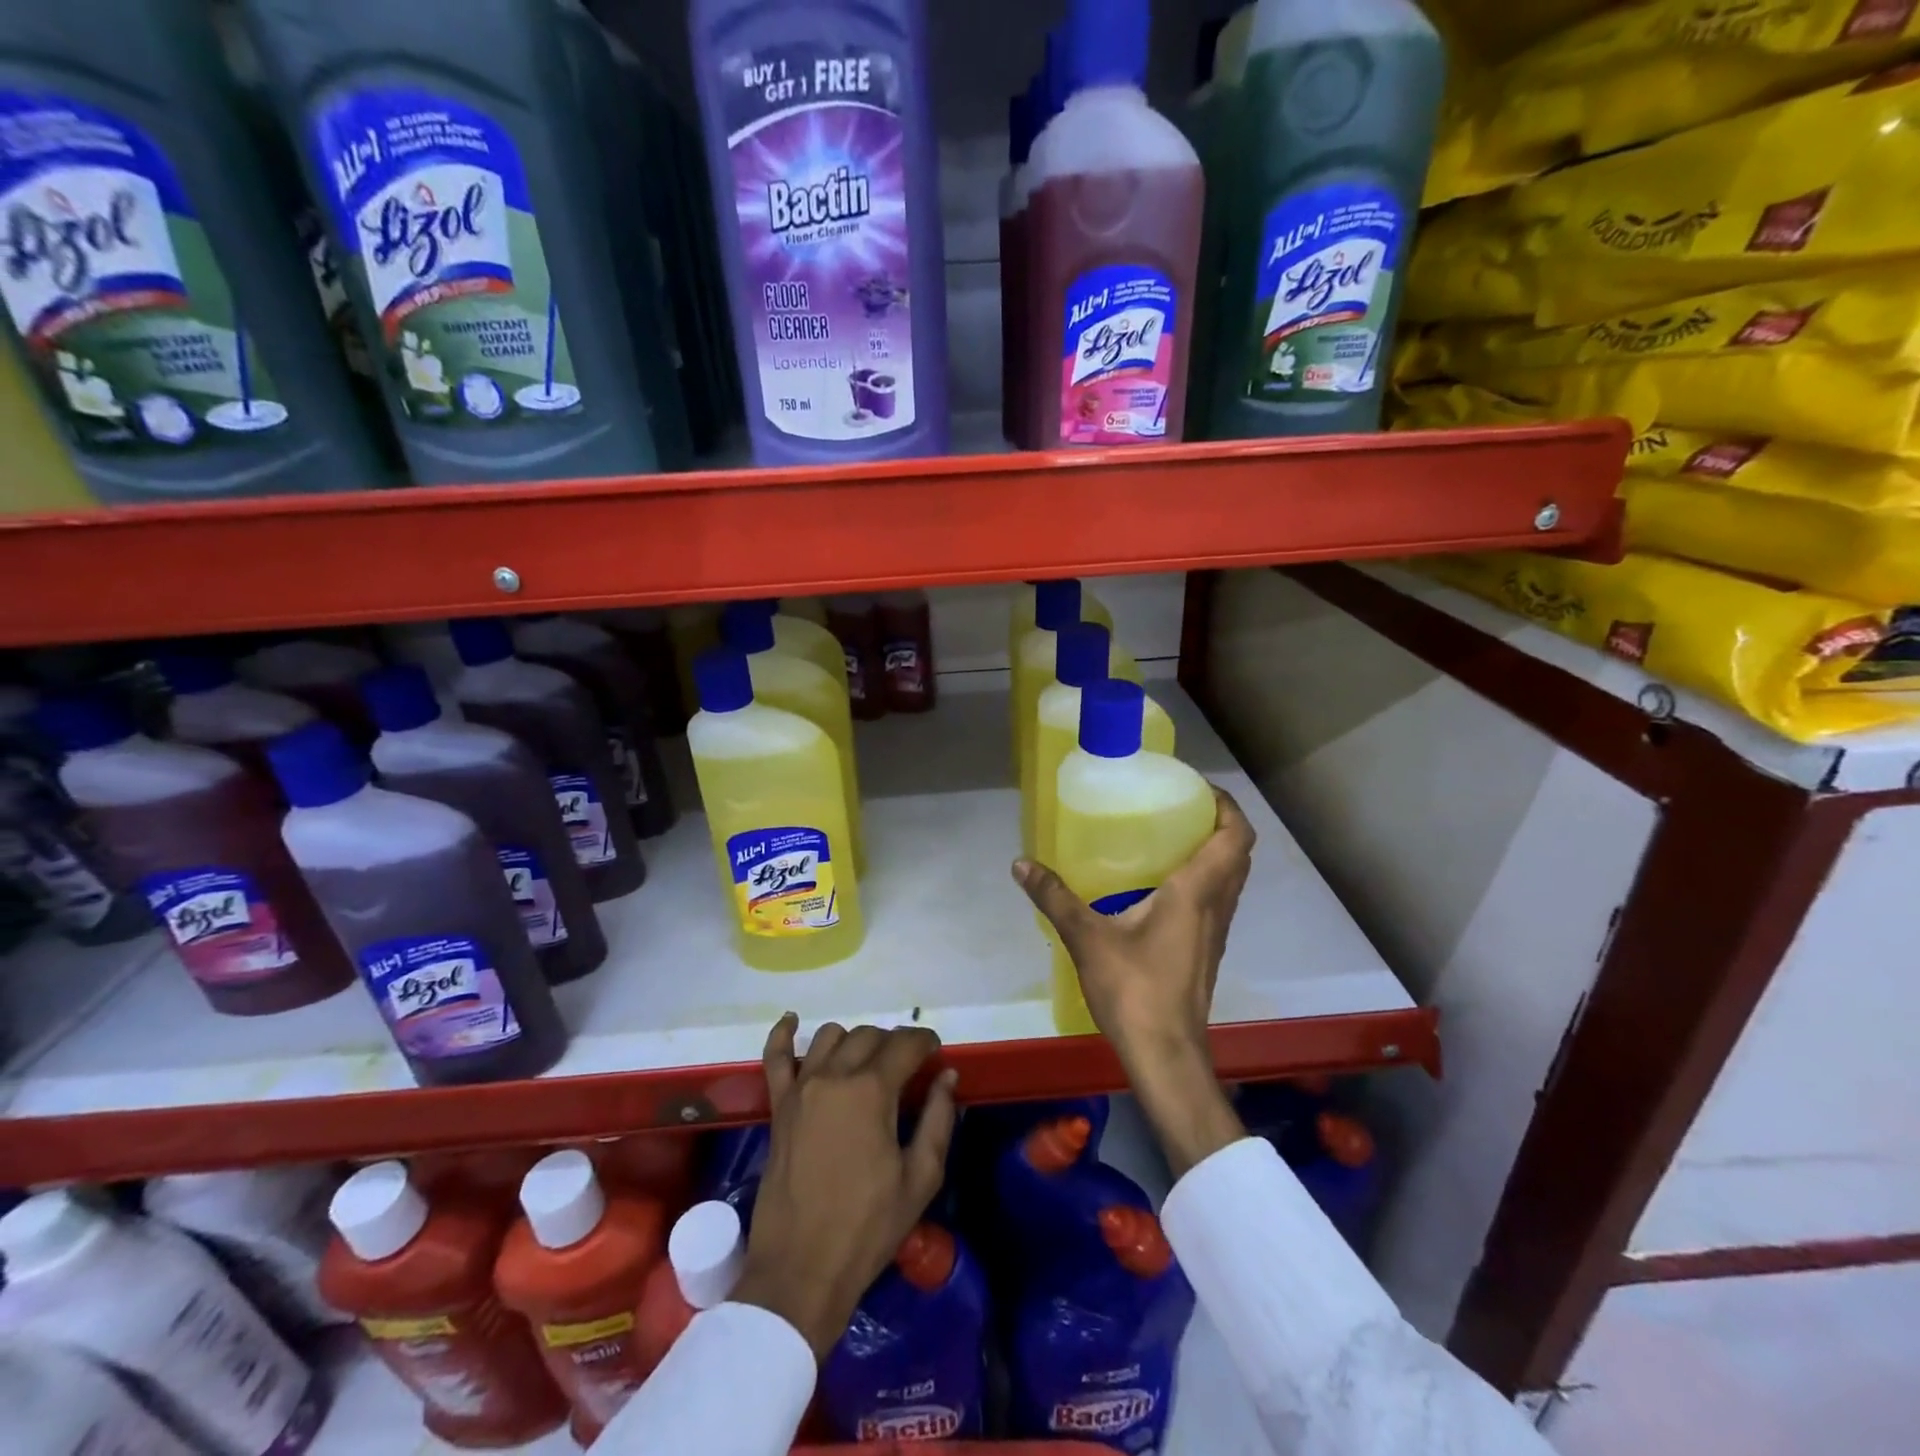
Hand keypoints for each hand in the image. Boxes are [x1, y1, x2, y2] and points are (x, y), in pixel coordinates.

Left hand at [732, 1015, 959, 1358]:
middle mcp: (834, 1076)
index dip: (925, 1042)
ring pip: (831, 1037)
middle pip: (870, 1036)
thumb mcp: (920, 1179)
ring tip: (867, 1063)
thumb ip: (938, 1119)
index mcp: (872, 1091)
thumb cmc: (868, 1228)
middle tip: (907, 1069)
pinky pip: (775, 1057)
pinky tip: (792, 1021)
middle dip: (894, 1044)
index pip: (905, 1044)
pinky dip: (783, 1034)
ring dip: (854, 1041)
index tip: (936, 1053)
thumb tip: (947, 1076)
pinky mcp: (778, 1106)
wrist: (801, 1272)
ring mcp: (800, 1088)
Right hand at [1014, 785, 1255, 1175]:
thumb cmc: (1135, 990)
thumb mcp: (1087, 938)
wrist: (1165, 1054)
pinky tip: (1159, 887)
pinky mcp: (1206, 951)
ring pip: (1230, 879)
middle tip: (1178, 808)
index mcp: (1197, 892)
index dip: (1225, 805)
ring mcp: (1215, 932)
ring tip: (1168, 838)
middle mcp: (1216, 906)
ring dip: (1213, 852)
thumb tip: (1021, 863)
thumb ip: (1055, 897)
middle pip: (1237, 853)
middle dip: (1217, 823)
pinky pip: (1216, 901)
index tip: (1196, 788)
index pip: (1234, 836)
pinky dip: (1202, 880)